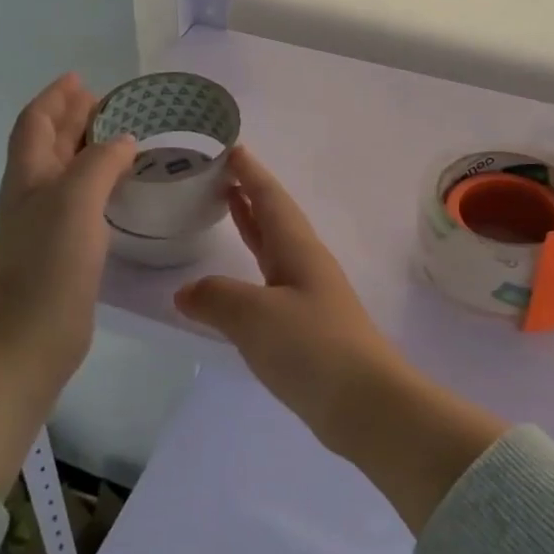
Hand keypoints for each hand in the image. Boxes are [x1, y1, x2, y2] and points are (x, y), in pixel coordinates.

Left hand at [0, 74, 133, 493]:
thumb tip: (122, 141)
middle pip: (49, 144)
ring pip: (66, 172)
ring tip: (121, 137)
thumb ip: (99, 164)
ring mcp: (46, 225)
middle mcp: (33, 195)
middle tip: (109, 103)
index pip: (36, 123)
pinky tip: (119, 189)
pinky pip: (82, 201)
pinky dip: (100, 183)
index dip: (56, 98)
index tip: (81, 78)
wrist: (27, 339)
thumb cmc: (48, 265)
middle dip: (73, 118)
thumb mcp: (74, 201)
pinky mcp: (64, 251)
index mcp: (28, 177)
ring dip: (88, 149)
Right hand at [174, 148, 506, 530]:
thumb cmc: (312, 348)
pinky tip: (235, 285)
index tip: (232, 148)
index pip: (272, 199)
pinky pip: (270, 286)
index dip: (251, 174)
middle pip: (276, 219)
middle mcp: (306, 266)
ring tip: (228, 209)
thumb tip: (187, 293)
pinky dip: (249, 273)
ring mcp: (309, 298)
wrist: (366, 404)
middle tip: (223, 174)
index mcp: (299, 250)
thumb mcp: (255, 316)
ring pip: (274, 251)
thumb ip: (216, 298)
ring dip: (252, 228)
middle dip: (251, 194)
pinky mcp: (306, 330)